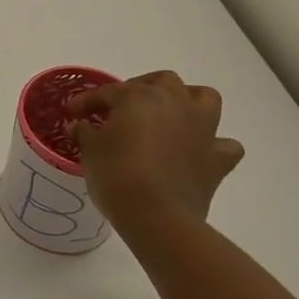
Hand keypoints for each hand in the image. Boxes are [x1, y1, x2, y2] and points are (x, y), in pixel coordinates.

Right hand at [69, 71, 245, 235]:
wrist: (157, 217)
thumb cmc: (117, 176)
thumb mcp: (90, 151)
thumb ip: (85, 132)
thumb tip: (79, 125)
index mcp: (140, 97)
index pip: (109, 92)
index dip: (88, 100)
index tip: (74, 112)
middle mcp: (175, 103)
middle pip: (162, 81)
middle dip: (142, 88)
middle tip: (123, 107)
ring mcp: (202, 129)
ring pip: (204, 98)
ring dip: (188, 101)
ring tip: (169, 115)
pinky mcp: (218, 158)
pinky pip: (224, 144)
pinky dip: (213, 144)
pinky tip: (197, 151)